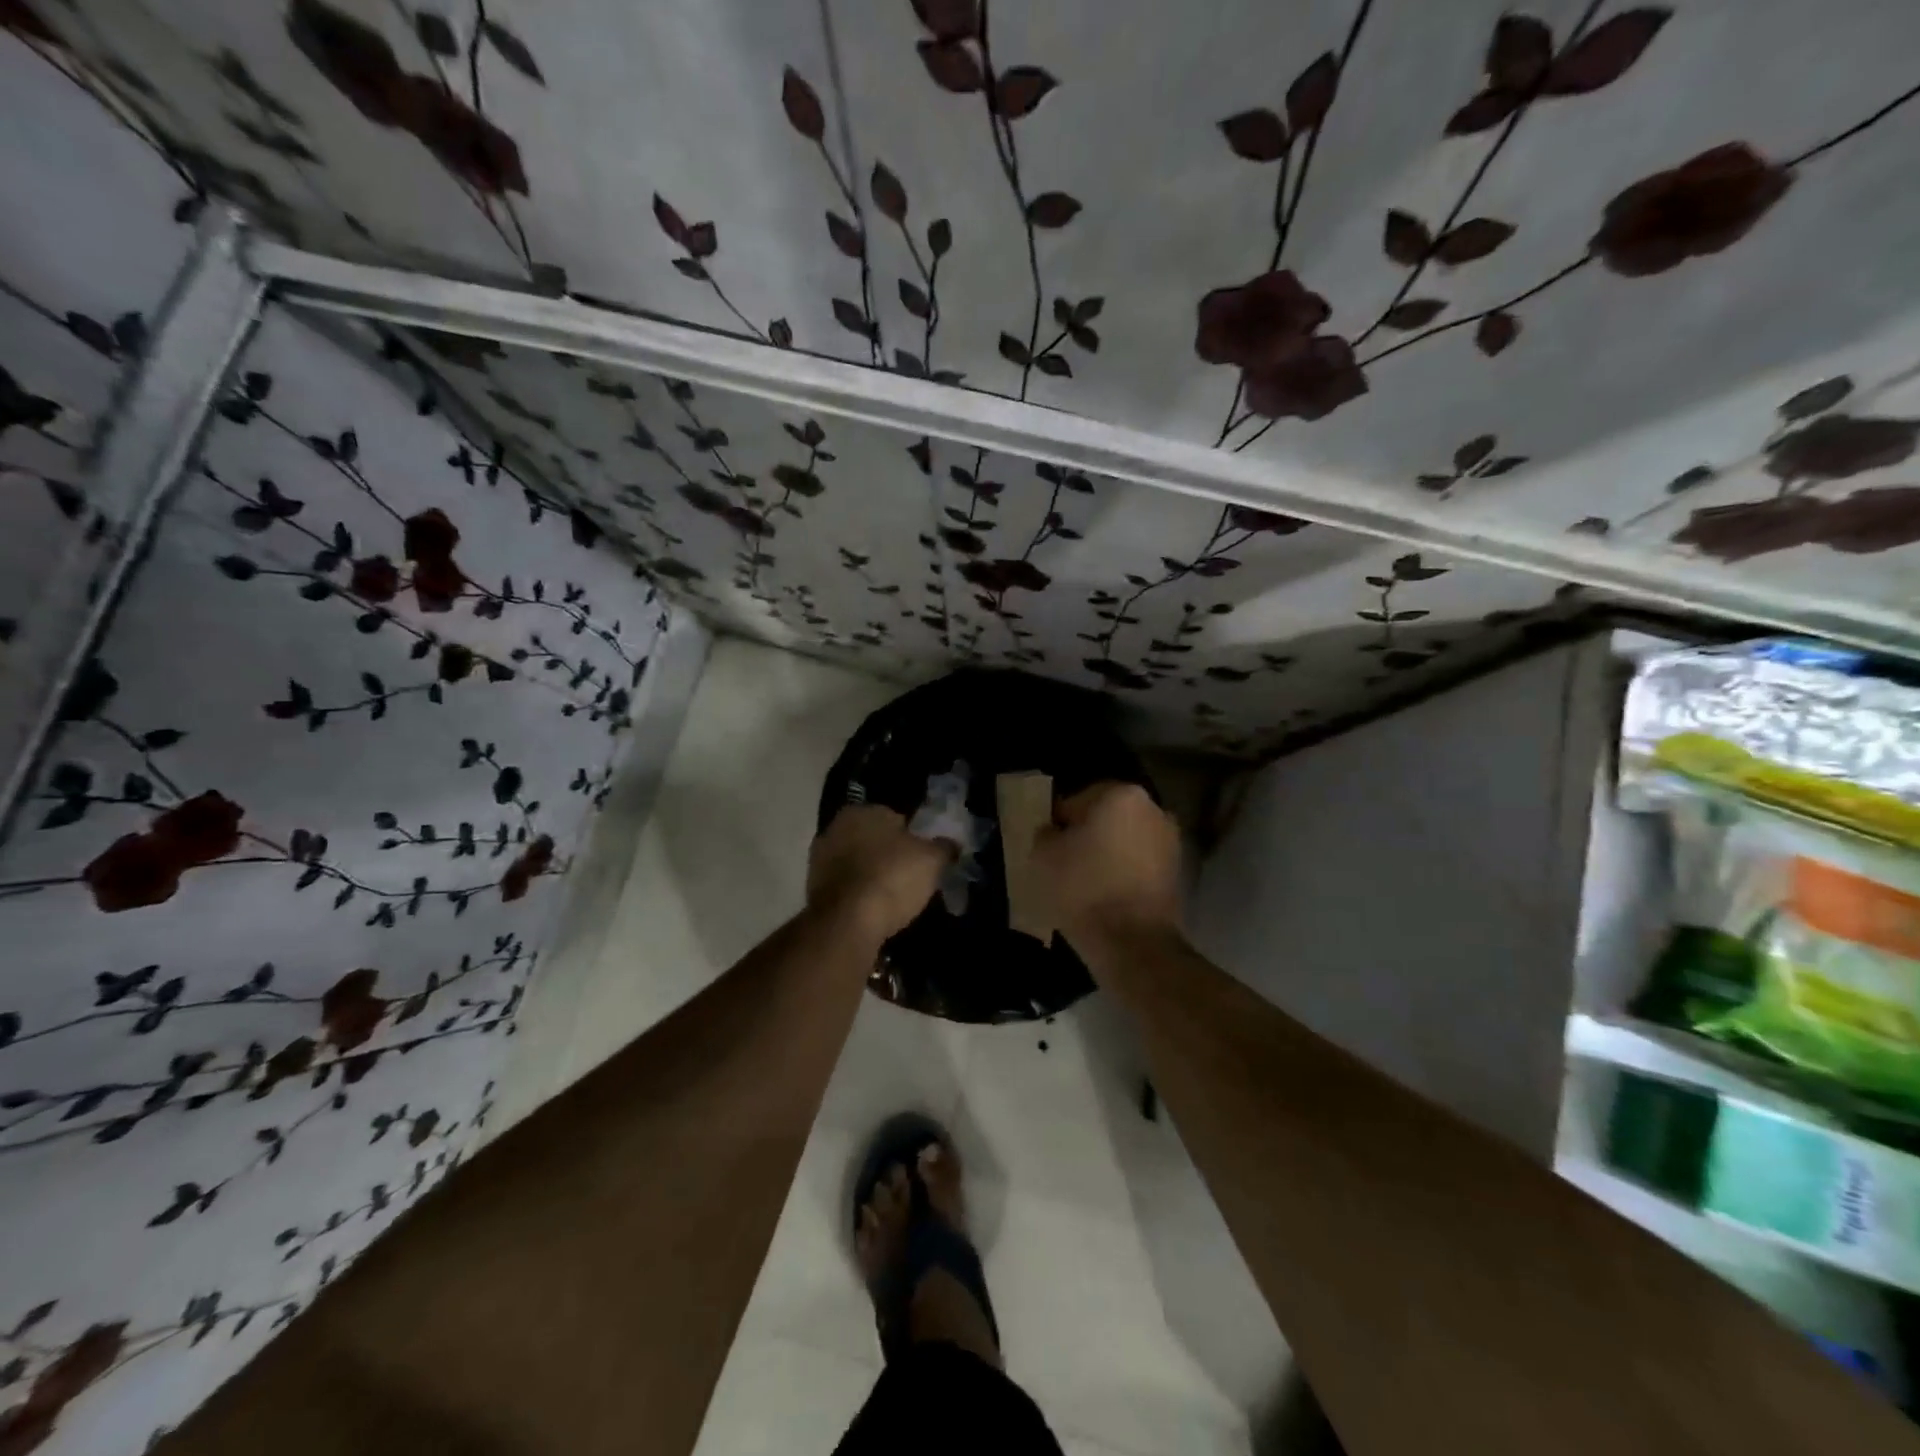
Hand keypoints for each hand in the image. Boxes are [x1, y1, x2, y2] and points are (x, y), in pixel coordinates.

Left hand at [807, 805, 951, 945]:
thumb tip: (951, 843)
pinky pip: (845, 885)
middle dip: (888, 854)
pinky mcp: (812, 888)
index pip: (894, 818)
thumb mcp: (931, 860)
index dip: (912, 838)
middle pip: (872, 839)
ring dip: (870, 874)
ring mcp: (819, 858)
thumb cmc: (892, 878)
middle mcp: (835, 827)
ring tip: (892, 898)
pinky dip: (857, 893)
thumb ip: (944, 847)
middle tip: (909, 877)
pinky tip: (872, 909)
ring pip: (856, 862)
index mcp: (862, 811)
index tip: (922, 858)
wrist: (847, 922)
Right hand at [1033, 782, 1183, 956]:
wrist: (1133, 942)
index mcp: (1121, 794)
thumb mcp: (1043, 856)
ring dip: (1107, 855)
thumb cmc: (1084, 888)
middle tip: (1064, 863)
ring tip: (1084, 883)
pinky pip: (1139, 865)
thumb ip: (1045, 833)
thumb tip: (1054, 832)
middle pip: (1106, 818)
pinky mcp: (1177, 873)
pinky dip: (1124, 874)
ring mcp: (1170, 842)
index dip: (1058, 824)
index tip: (1049, 848)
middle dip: (1087, 836)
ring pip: (1125, 841)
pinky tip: (1106, 896)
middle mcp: (1153, 809)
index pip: (1076, 800)